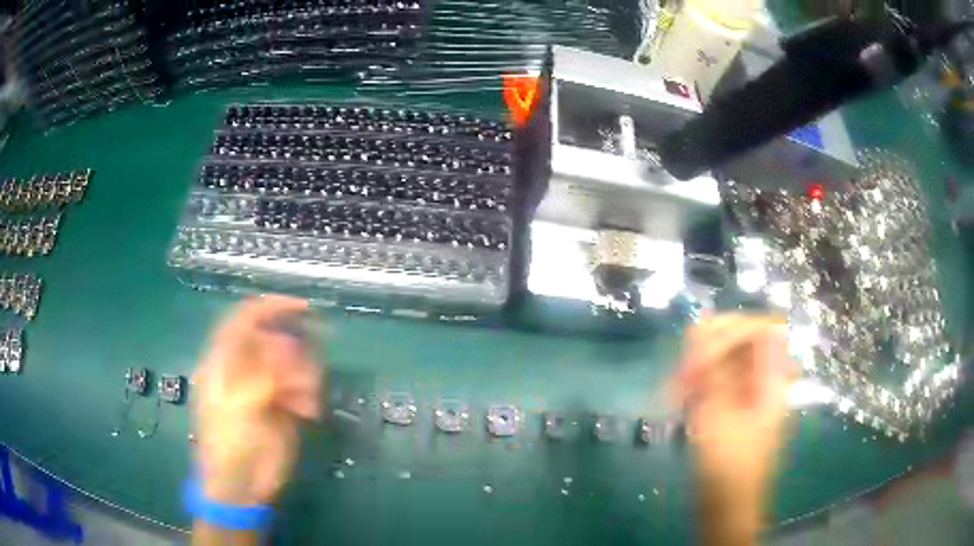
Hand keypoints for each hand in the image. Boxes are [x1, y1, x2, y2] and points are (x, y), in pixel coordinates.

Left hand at [192, 296, 322, 505]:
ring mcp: (265, 386)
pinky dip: (310, 394)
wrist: (242, 487)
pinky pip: (305, 386)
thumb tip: (287, 351)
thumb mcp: (238, 407)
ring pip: (294, 362)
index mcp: (224, 361)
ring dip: (306, 375)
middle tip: (301, 376)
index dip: (270, 307)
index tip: (303, 307)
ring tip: (305, 400)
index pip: (243, 320)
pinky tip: (309, 412)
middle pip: (275, 339)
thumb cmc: (228, 445)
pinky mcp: (284, 405)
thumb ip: (261, 375)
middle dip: (293, 352)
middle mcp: (245, 368)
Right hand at [673, 314, 795, 543]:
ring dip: (699, 367)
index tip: (702, 346)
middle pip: (742, 340)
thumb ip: (712, 370)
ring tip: (677, 389)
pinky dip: (697, 384)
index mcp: (773, 380)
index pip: (763, 329)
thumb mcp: (718, 418)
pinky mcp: (732, 405)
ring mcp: (748, 392)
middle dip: (710, 348)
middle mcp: (764, 379)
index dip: (734, 328)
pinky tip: (680, 400)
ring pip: (724, 359)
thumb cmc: (728, 468)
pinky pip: (715, 379)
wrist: (727, 506)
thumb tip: (701, 325)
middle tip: (683, 370)